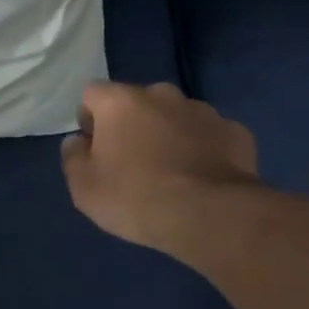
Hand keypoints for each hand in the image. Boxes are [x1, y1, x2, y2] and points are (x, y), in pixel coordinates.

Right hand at [61, 82, 259, 254]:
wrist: (211, 215)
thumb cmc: (136, 197)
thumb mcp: (84, 188)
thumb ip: (73, 157)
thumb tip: (77, 142)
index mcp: (120, 102)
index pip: (92, 93)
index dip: (89, 118)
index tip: (94, 149)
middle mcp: (162, 94)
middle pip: (137, 102)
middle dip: (132, 124)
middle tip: (132, 164)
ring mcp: (203, 110)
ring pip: (175, 117)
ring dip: (168, 135)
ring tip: (171, 174)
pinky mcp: (235, 131)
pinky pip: (208, 136)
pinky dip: (202, 150)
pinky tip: (202, 179)